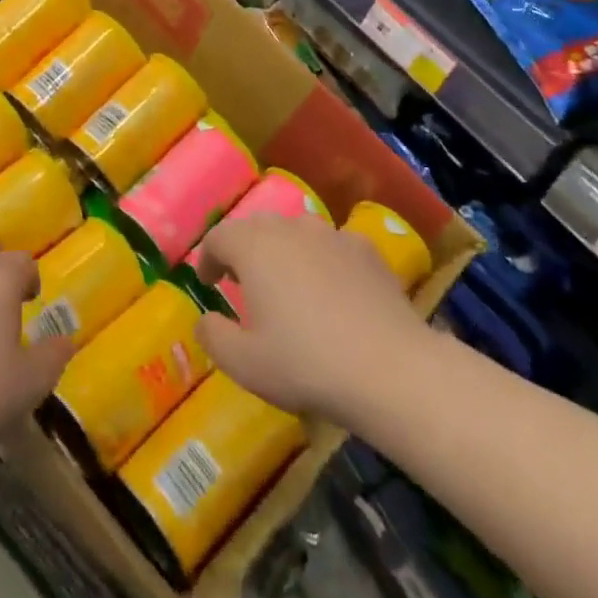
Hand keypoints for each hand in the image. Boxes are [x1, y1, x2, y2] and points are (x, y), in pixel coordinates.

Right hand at [195, 214, 430, 422]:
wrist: (392, 369)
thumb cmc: (306, 363)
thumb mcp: (244, 363)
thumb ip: (213, 335)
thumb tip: (205, 319)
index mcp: (253, 246)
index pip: (218, 237)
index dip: (208, 258)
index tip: (208, 283)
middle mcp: (289, 227)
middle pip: (256, 228)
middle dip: (244, 251)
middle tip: (243, 284)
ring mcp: (331, 234)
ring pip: (296, 233)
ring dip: (284, 253)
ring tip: (288, 287)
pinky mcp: (366, 249)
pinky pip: (332, 247)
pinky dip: (323, 262)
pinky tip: (333, 294)